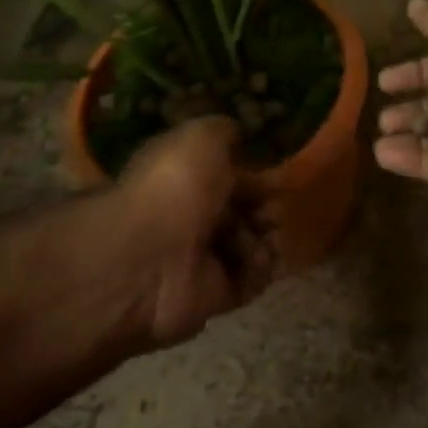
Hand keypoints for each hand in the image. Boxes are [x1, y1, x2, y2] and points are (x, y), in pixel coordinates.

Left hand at [110, 117, 271, 346]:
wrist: (151, 257)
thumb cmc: (176, 186)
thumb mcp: (202, 136)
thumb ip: (226, 131)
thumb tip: (241, 136)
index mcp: (184, 178)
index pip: (228, 175)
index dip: (255, 172)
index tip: (276, 173)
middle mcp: (192, 216)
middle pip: (244, 209)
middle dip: (266, 205)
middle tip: (271, 207)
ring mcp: (202, 258)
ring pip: (253, 242)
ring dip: (267, 234)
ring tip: (266, 231)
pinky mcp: (215, 295)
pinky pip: (252, 278)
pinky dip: (261, 267)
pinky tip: (257, 256)